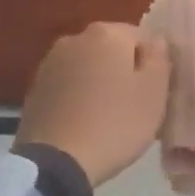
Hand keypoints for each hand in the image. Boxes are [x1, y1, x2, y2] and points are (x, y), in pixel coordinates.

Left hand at [17, 23, 171, 186]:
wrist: (57, 162)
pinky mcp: (35, 88)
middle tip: (133, 107)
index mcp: (106, 33)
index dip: (151, 65)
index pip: (140, 38)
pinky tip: (83, 123)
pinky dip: (78, 97)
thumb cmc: (115, 124)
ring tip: (106, 118)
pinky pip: (67, 86)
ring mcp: (49, 62)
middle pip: (111, 50)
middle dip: (122, 72)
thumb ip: (159, 58)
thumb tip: (156, 41)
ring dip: (98, 84)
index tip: (152, 93)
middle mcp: (74, 38)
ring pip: (87, 67)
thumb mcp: (154, 93)